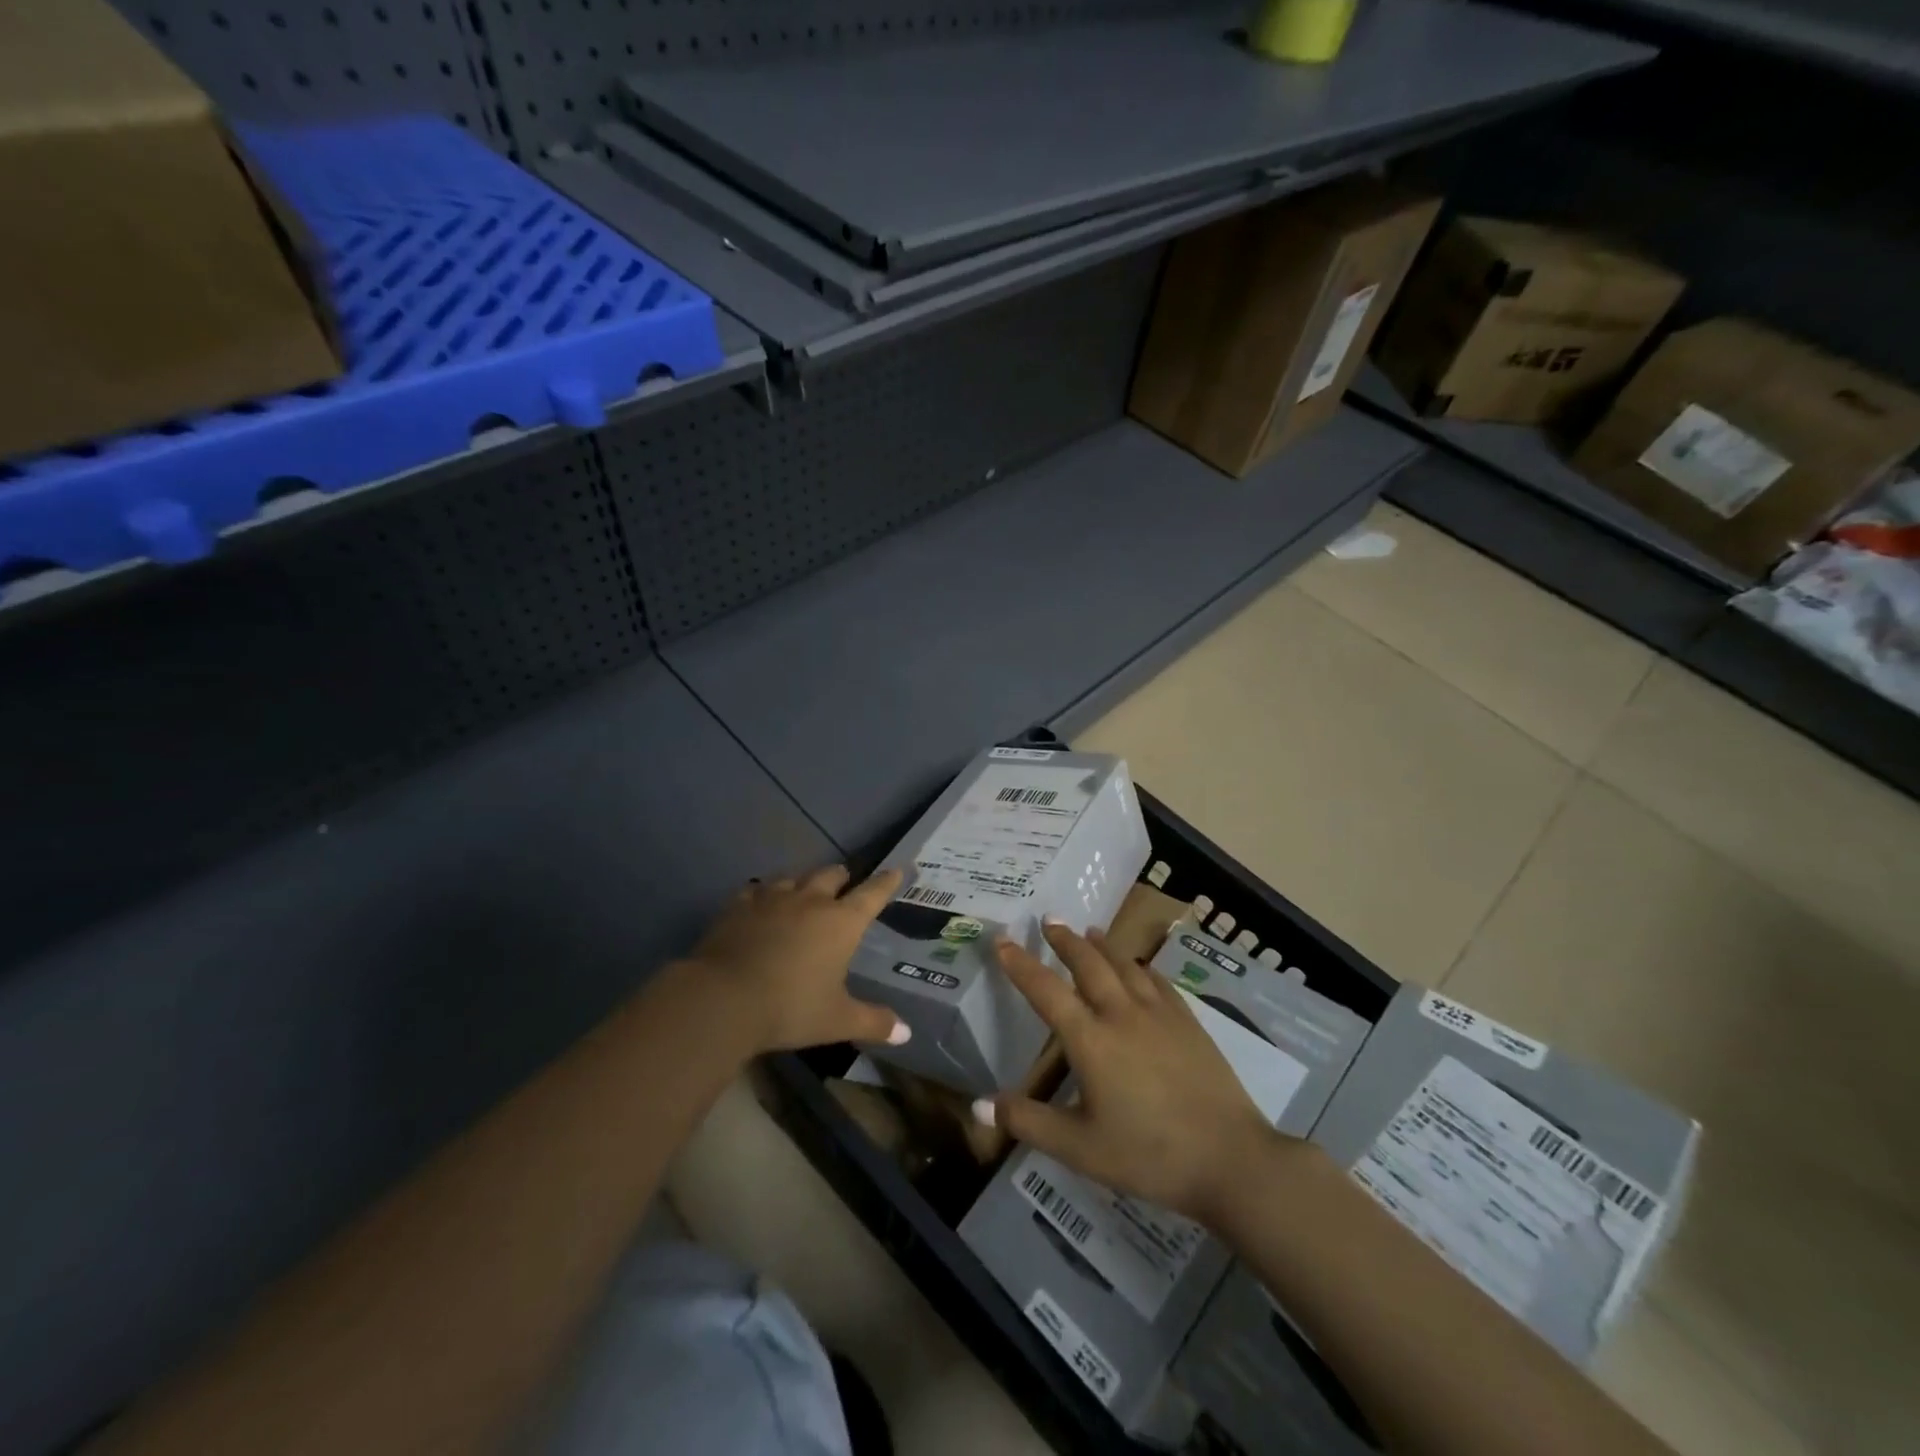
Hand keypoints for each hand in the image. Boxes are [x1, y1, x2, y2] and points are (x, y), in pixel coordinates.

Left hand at [685, 864, 908, 1053]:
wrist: (723, 999)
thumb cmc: (790, 1008)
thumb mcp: (837, 1021)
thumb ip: (873, 1022)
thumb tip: (906, 1032)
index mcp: (841, 923)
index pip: (872, 894)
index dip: (886, 882)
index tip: (896, 870)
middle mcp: (810, 901)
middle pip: (831, 875)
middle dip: (842, 877)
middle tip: (845, 883)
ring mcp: (772, 899)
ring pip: (794, 877)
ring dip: (803, 882)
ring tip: (803, 891)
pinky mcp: (739, 905)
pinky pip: (757, 890)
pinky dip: (764, 894)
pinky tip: (760, 902)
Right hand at [978, 923, 1279, 1224]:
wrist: (1231, 1159)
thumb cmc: (1148, 1156)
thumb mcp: (1079, 1149)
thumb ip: (1028, 1122)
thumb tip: (979, 1105)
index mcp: (1091, 1040)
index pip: (1046, 991)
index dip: (1020, 964)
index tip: (1003, 940)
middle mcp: (1122, 1014)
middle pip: (1088, 963)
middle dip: (1065, 940)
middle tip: (1050, 920)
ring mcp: (1160, 1014)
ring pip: (1125, 965)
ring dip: (1103, 945)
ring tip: (1090, 931)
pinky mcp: (1189, 1022)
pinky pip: (1158, 981)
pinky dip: (1141, 967)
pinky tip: (1140, 967)